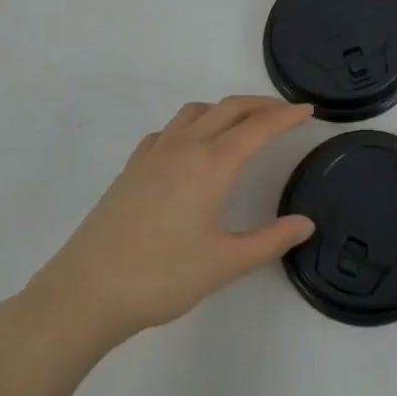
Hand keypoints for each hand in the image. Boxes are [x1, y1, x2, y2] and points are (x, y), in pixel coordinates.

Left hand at [22, 97, 315, 352]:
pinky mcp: (133, 166)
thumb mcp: (225, 264)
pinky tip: (191, 148)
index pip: (259, 127)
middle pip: (230, 108)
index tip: (309, 110)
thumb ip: (271, 240)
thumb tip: (306, 223)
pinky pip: (169, 129)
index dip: (287, 116)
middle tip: (285, 113)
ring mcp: (155, 152)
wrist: (87, 290)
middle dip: (262, 105)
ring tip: (242, 125)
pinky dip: (192, 125)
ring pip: (197, 111)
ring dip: (226, 109)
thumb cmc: (162, 276)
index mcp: (213, 164)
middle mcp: (186, 146)